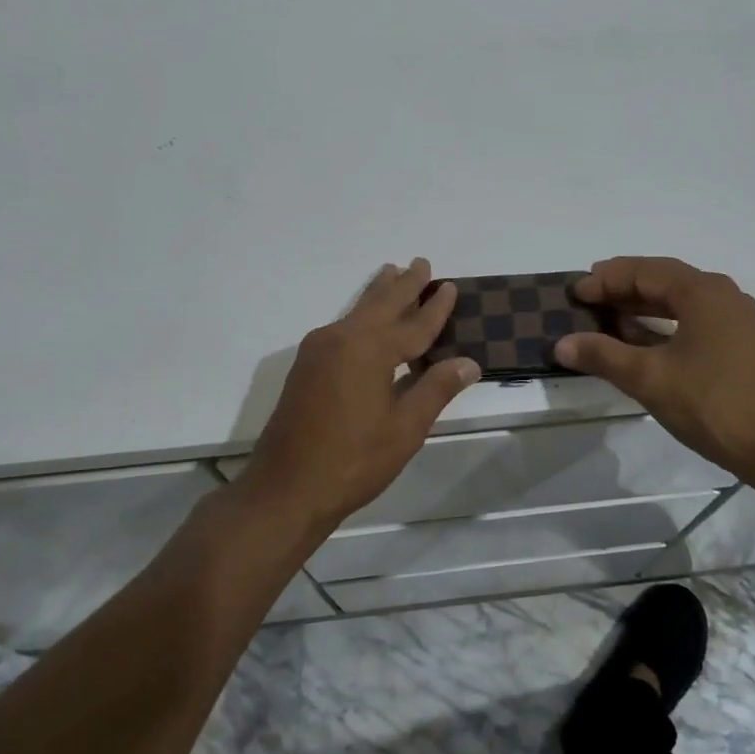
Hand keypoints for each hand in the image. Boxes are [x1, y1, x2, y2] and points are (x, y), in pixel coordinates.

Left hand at [243, 259, 480, 534]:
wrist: (285, 489)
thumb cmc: (353, 461)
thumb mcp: (405, 428)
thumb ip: (436, 389)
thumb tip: (469, 362)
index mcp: (370, 349)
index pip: (414, 324)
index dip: (435, 307)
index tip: (450, 286)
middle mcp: (342, 338)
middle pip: (381, 305)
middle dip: (404, 285)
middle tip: (421, 264)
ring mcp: (318, 351)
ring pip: (357, 312)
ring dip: (379, 293)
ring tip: (392, 272)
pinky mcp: (306, 367)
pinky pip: (342, 327)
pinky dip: (362, 315)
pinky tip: (365, 319)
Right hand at [552, 256, 754, 479]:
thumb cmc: (712, 404)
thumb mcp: (649, 378)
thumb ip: (603, 356)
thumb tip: (562, 344)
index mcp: (702, 292)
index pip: (644, 271)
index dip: (606, 280)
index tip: (576, 293)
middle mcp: (724, 295)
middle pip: (664, 279)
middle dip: (624, 286)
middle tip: (589, 296)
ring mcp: (738, 319)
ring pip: (682, 300)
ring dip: (645, 305)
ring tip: (610, 316)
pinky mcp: (744, 344)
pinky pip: (696, 319)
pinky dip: (666, 323)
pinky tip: (646, 341)